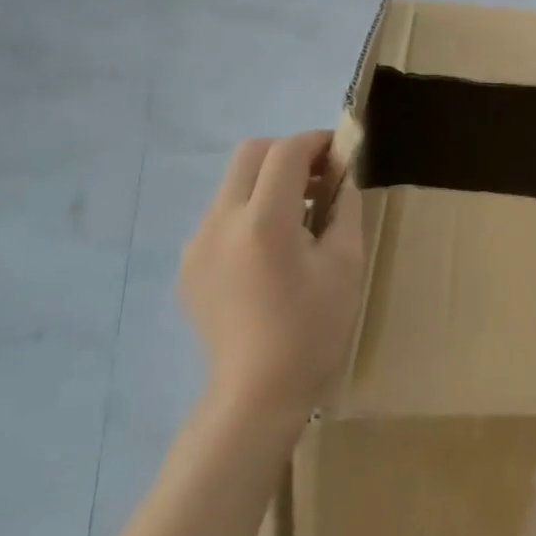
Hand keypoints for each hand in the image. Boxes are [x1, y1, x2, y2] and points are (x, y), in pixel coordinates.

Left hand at [179, 132, 364, 418]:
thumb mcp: (346, 263)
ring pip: (232, 184)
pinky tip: (270, 250)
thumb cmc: (312, 328)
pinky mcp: (189, 265)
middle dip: (288, 153)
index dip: (316, 142)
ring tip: (298, 217)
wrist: (256, 393)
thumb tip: (342, 175)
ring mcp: (198, 244)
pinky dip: (249, 211)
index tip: (340, 153)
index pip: (286, 152)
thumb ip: (344, 207)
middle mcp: (221, 222)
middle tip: (319, 178)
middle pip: (250, 154)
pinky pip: (221, 216)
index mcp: (264, 221)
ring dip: (267, 182)